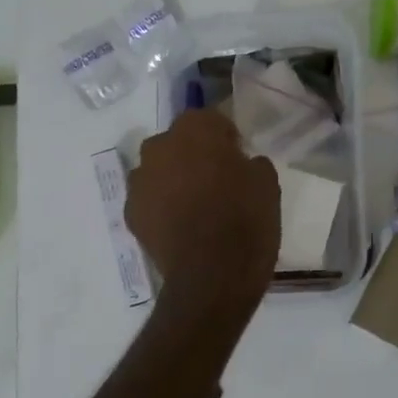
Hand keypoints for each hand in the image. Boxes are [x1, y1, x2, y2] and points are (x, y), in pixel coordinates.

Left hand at [126, 109, 279, 309]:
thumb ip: (250, 162)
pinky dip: (161, 207)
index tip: (237, 158)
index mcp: (194, 129)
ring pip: (159, 171)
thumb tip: (239, 163)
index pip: (209, 120)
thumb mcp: (267, 182)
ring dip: (173, 180)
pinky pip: (149, 200)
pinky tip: (180, 227)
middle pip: (178, 143)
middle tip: (216, 181)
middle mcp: (159, 146)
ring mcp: (139, 181)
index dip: (224, 138)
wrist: (213, 276)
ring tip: (196, 207)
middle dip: (193, 155)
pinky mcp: (130, 213)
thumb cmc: (245, 220)